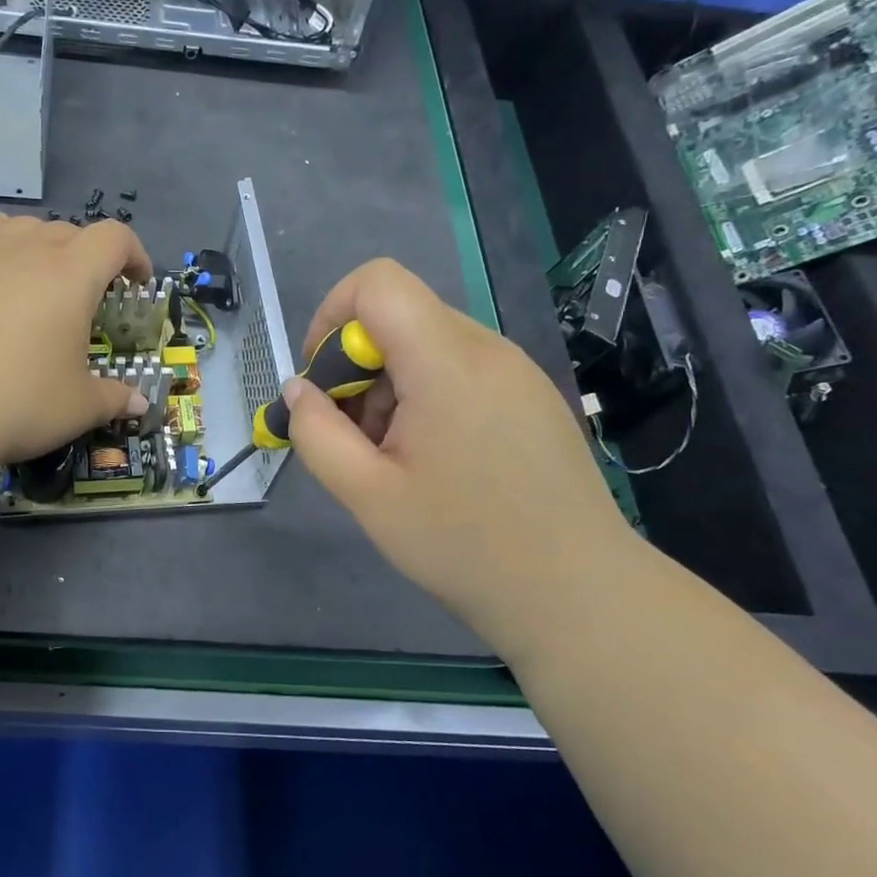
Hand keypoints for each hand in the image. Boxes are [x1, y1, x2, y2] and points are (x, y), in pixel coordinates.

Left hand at [0, 213, 153, 469]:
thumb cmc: (17, 401)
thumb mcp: (78, 407)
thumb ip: (114, 398)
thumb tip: (140, 402)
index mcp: (72, 275)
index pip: (114, 238)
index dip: (135, 255)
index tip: (137, 285)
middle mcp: (29, 252)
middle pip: (72, 232)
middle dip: (92, 259)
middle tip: (93, 301)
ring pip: (27, 227)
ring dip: (47, 246)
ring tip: (47, 282)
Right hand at [285, 258, 634, 637]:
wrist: (578, 594)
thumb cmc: (464, 545)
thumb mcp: (367, 495)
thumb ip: (316, 433)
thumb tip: (298, 391)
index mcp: (447, 362)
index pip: (377, 282)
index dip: (332, 316)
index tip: (323, 381)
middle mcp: (488, 349)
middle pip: (399, 316)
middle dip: (356, 365)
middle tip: (354, 437)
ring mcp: (517, 371)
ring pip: (427, 344)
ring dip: (389, 386)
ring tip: (394, 458)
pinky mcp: (531, 396)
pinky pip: (461, 369)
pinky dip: (426, 396)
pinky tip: (433, 459)